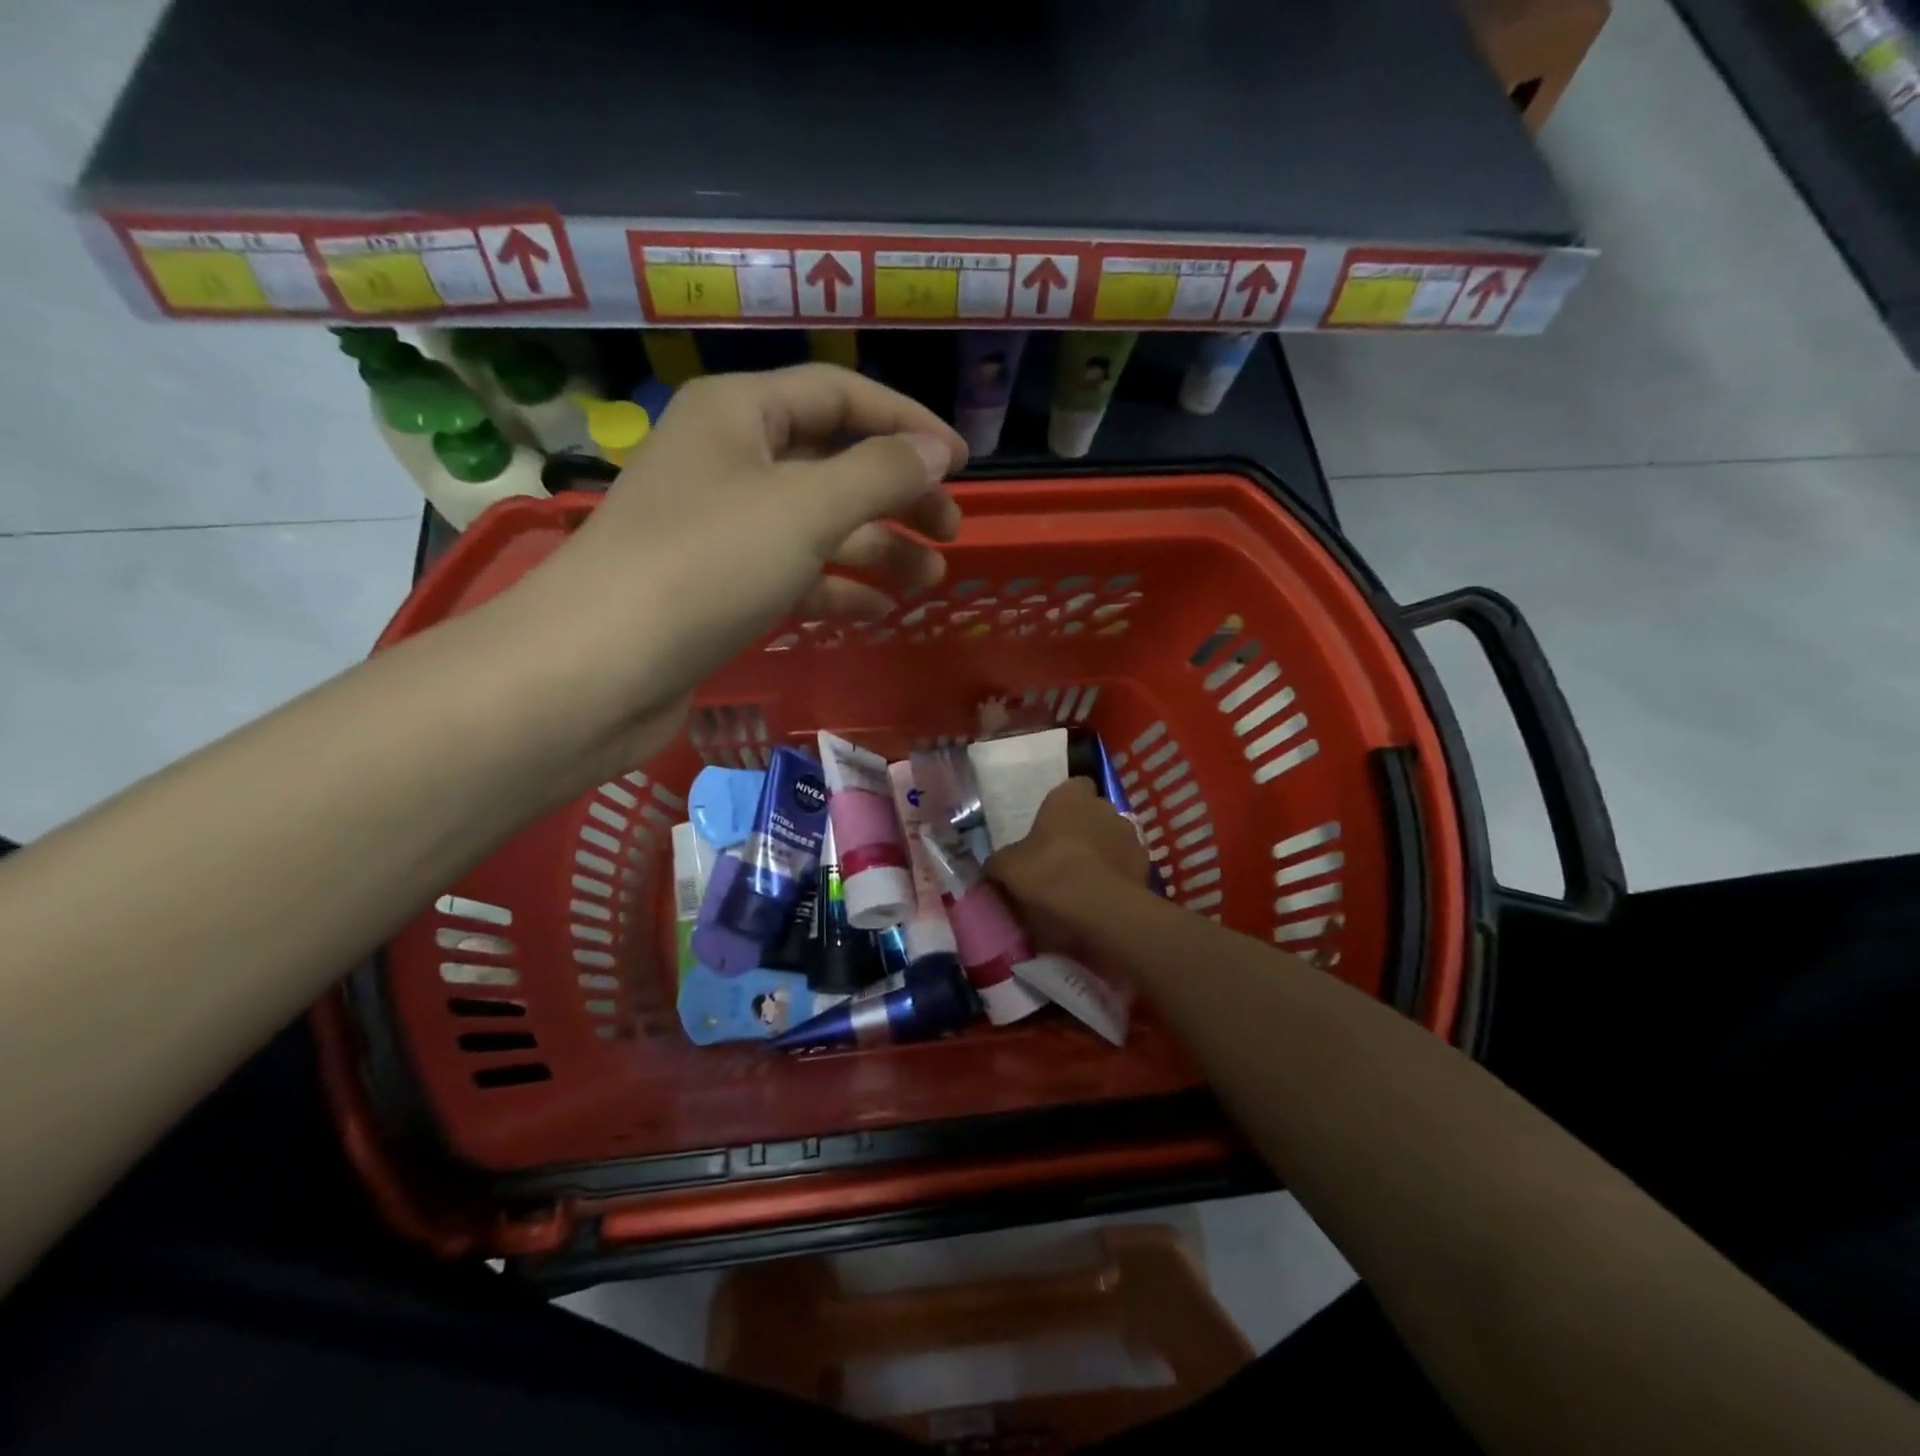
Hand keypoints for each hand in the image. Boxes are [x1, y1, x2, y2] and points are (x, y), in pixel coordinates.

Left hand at [510, 364, 968, 766]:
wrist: (597, 668)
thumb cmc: (706, 565)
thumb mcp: (805, 509)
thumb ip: (879, 473)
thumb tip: (936, 452)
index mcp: (739, 413)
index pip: (841, 395)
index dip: (907, 424)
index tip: (962, 464)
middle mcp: (728, 459)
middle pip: (832, 462)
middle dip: (897, 495)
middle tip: (951, 532)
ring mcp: (720, 526)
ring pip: (816, 524)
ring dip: (876, 548)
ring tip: (930, 581)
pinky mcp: (716, 586)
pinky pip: (791, 573)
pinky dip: (836, 586)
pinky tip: (878, 610)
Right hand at [986, 779, 1151, 955]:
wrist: (1097, 908)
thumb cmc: (1047, 872)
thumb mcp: (1007, 867)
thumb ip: (1000, 861)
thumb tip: (993, 865)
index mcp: (1070, 796)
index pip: (1074, 786)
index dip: (1065, 804)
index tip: (1053, 825)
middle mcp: (1105, 806)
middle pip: (1095, 812)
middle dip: (1084, 828)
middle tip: (1064, 855)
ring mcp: (1130, 834)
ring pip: (1114, 838)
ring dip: (1103, 852)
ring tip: (1085, 880)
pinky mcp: (1146, 864)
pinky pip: (1127, 865)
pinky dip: (1118, 875)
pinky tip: (1103, 896)